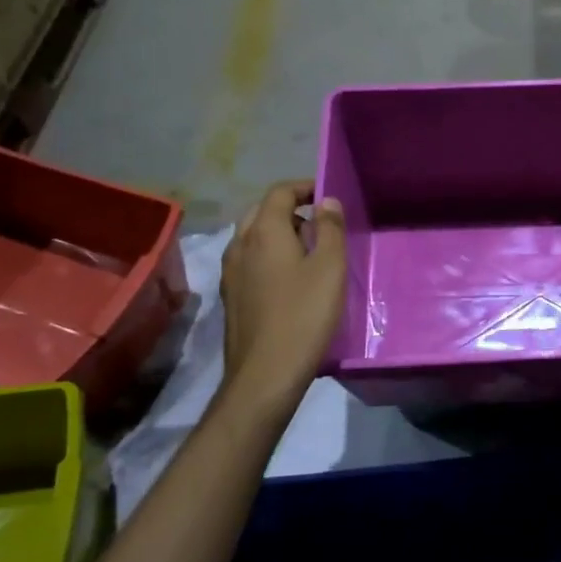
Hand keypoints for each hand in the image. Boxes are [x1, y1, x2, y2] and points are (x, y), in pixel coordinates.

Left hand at [220, 181, 346, 400]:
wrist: (265, 374)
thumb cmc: (303, 315)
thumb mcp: (329, 268)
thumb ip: (330, 229)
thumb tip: (326, 201)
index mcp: (263, 232)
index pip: (279, 192)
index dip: (304, 187)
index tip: (327, 195)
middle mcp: (240, 245)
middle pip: (262, 211)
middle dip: (290, 209)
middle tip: (320, 222)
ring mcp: (231, 272)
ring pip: (252, 237)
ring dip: (278, 233)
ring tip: (308, 250)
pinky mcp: (231, 296)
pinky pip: (249, 260)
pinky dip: (268, 255)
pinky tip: (288, 278)